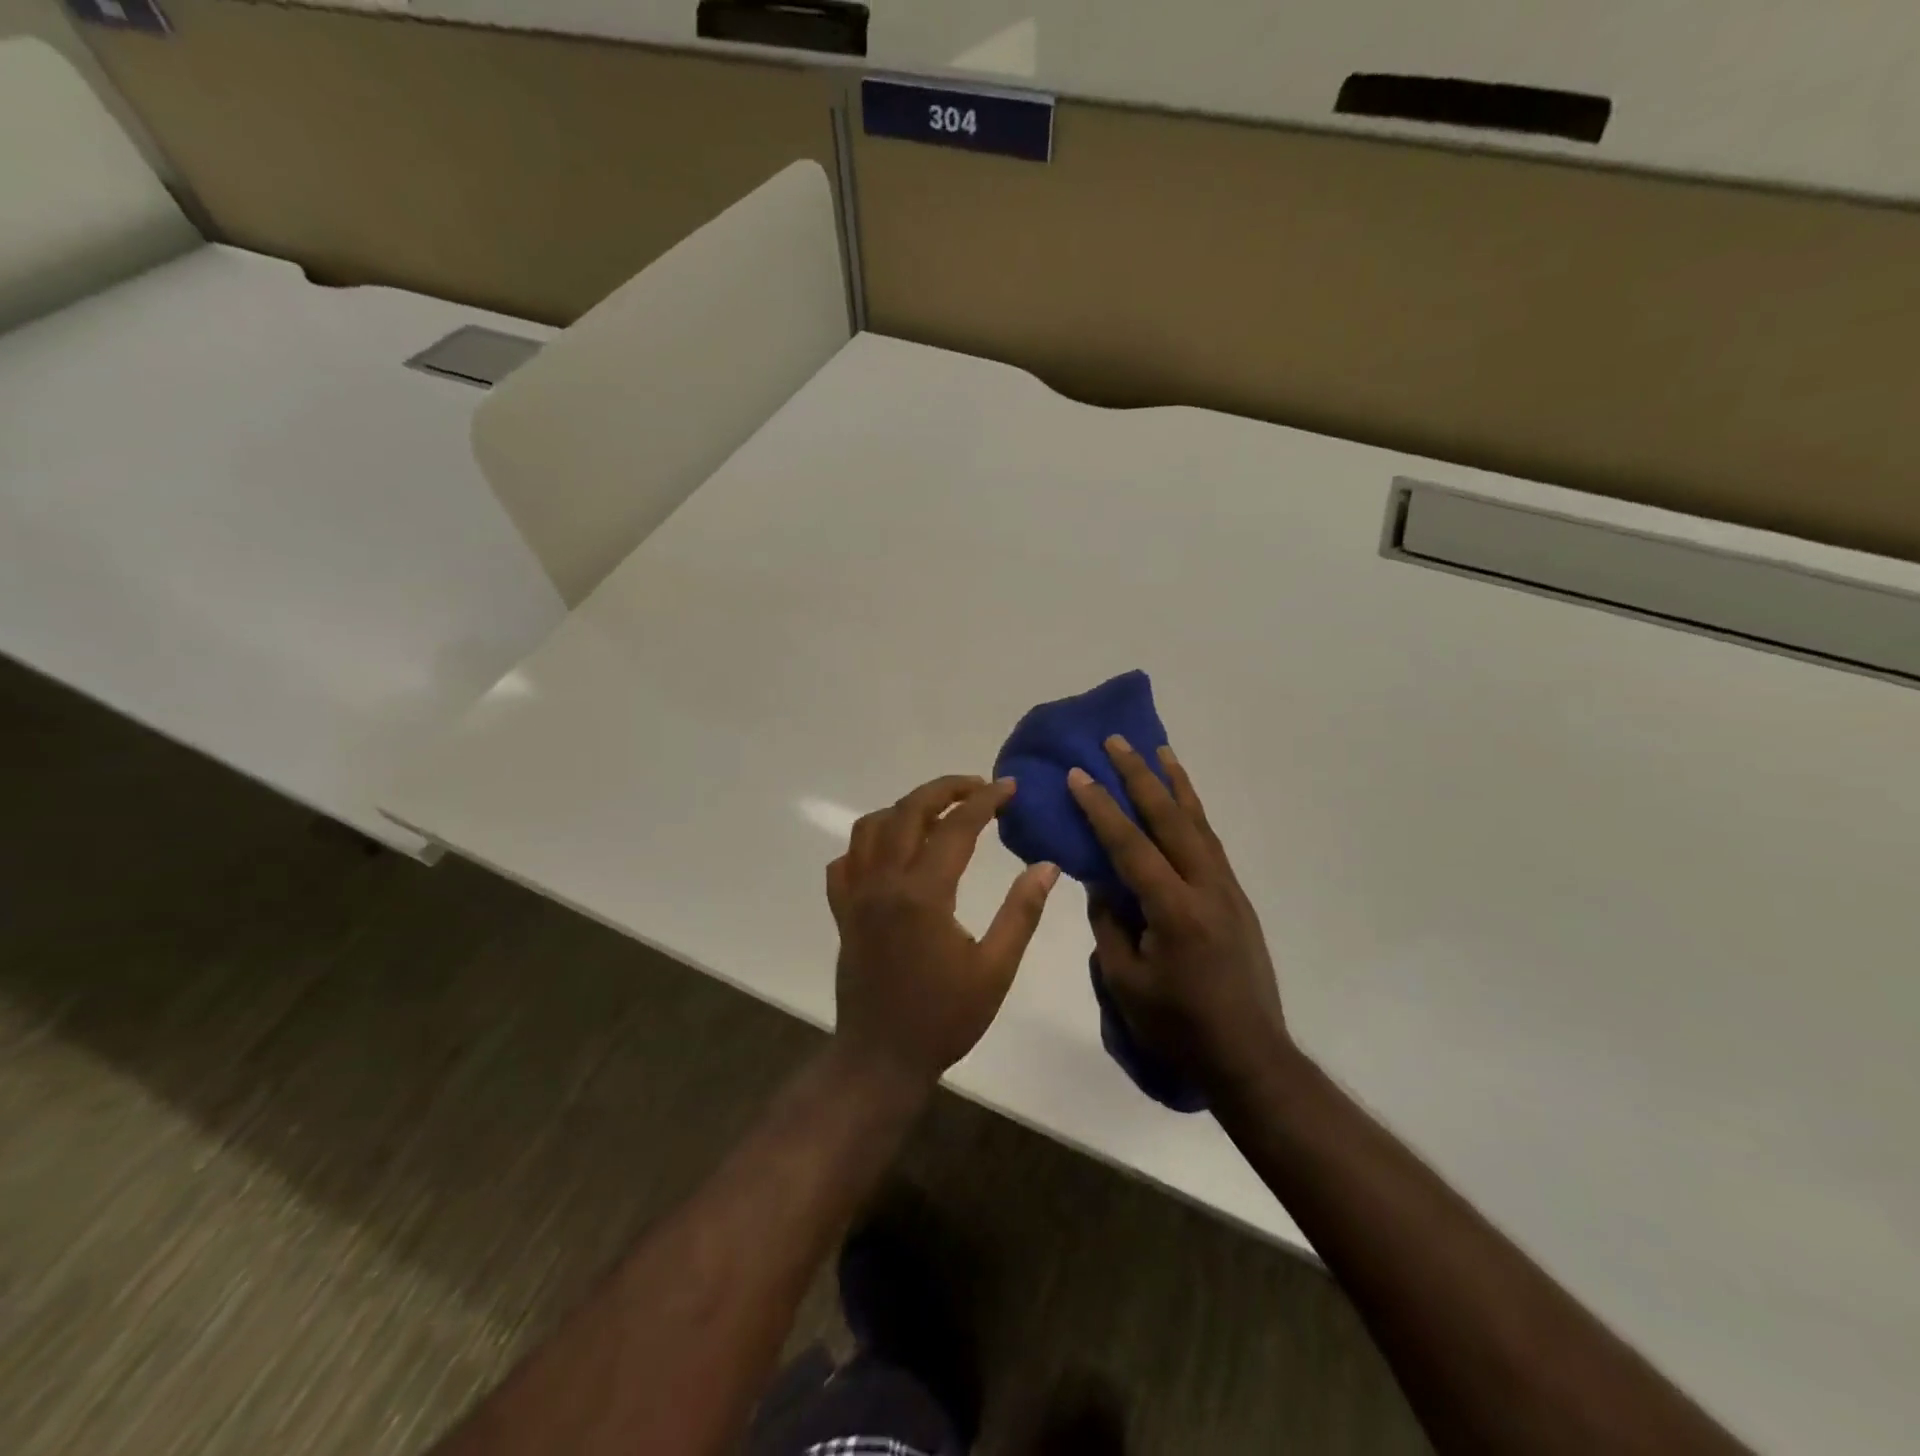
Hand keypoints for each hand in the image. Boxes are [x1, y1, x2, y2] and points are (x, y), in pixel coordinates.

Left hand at [827, 775, 1059, 1093]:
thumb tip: (1046, 866)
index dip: (985, 800)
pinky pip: (846, 862)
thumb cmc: (944, 1018)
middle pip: (907, 811)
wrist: (881, 1058)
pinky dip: (868, 845)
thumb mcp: (995, 970)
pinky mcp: (842, 912)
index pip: (956, 827)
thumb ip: (1021, 913)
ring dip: (904, 809)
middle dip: (944, 789)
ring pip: (870, 827)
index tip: (1009, 787)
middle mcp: (883, 883)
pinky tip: (892, 855)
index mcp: (923, 894)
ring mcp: (856, 896)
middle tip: (977, 788)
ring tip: (938, 816)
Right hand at [1067, 739, 1289, 1094]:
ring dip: (1176, 784)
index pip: (1130, 846)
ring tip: (1159, 751)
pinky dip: (1193, 813)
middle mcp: (1206, 888)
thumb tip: (1102, 883)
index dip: (1101, 808)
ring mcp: (1227, 890)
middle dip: (1140, 777)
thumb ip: (1110, 925)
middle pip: (1170, 819)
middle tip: (1117, 741)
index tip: (1078, 774)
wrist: (1248, 1055)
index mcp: (1174, 910)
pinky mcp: (1236, 899)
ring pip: (1198, 823)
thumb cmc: (1177, 1026)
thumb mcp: (1125, 982)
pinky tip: (1181, 803)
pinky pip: (1210, 843)